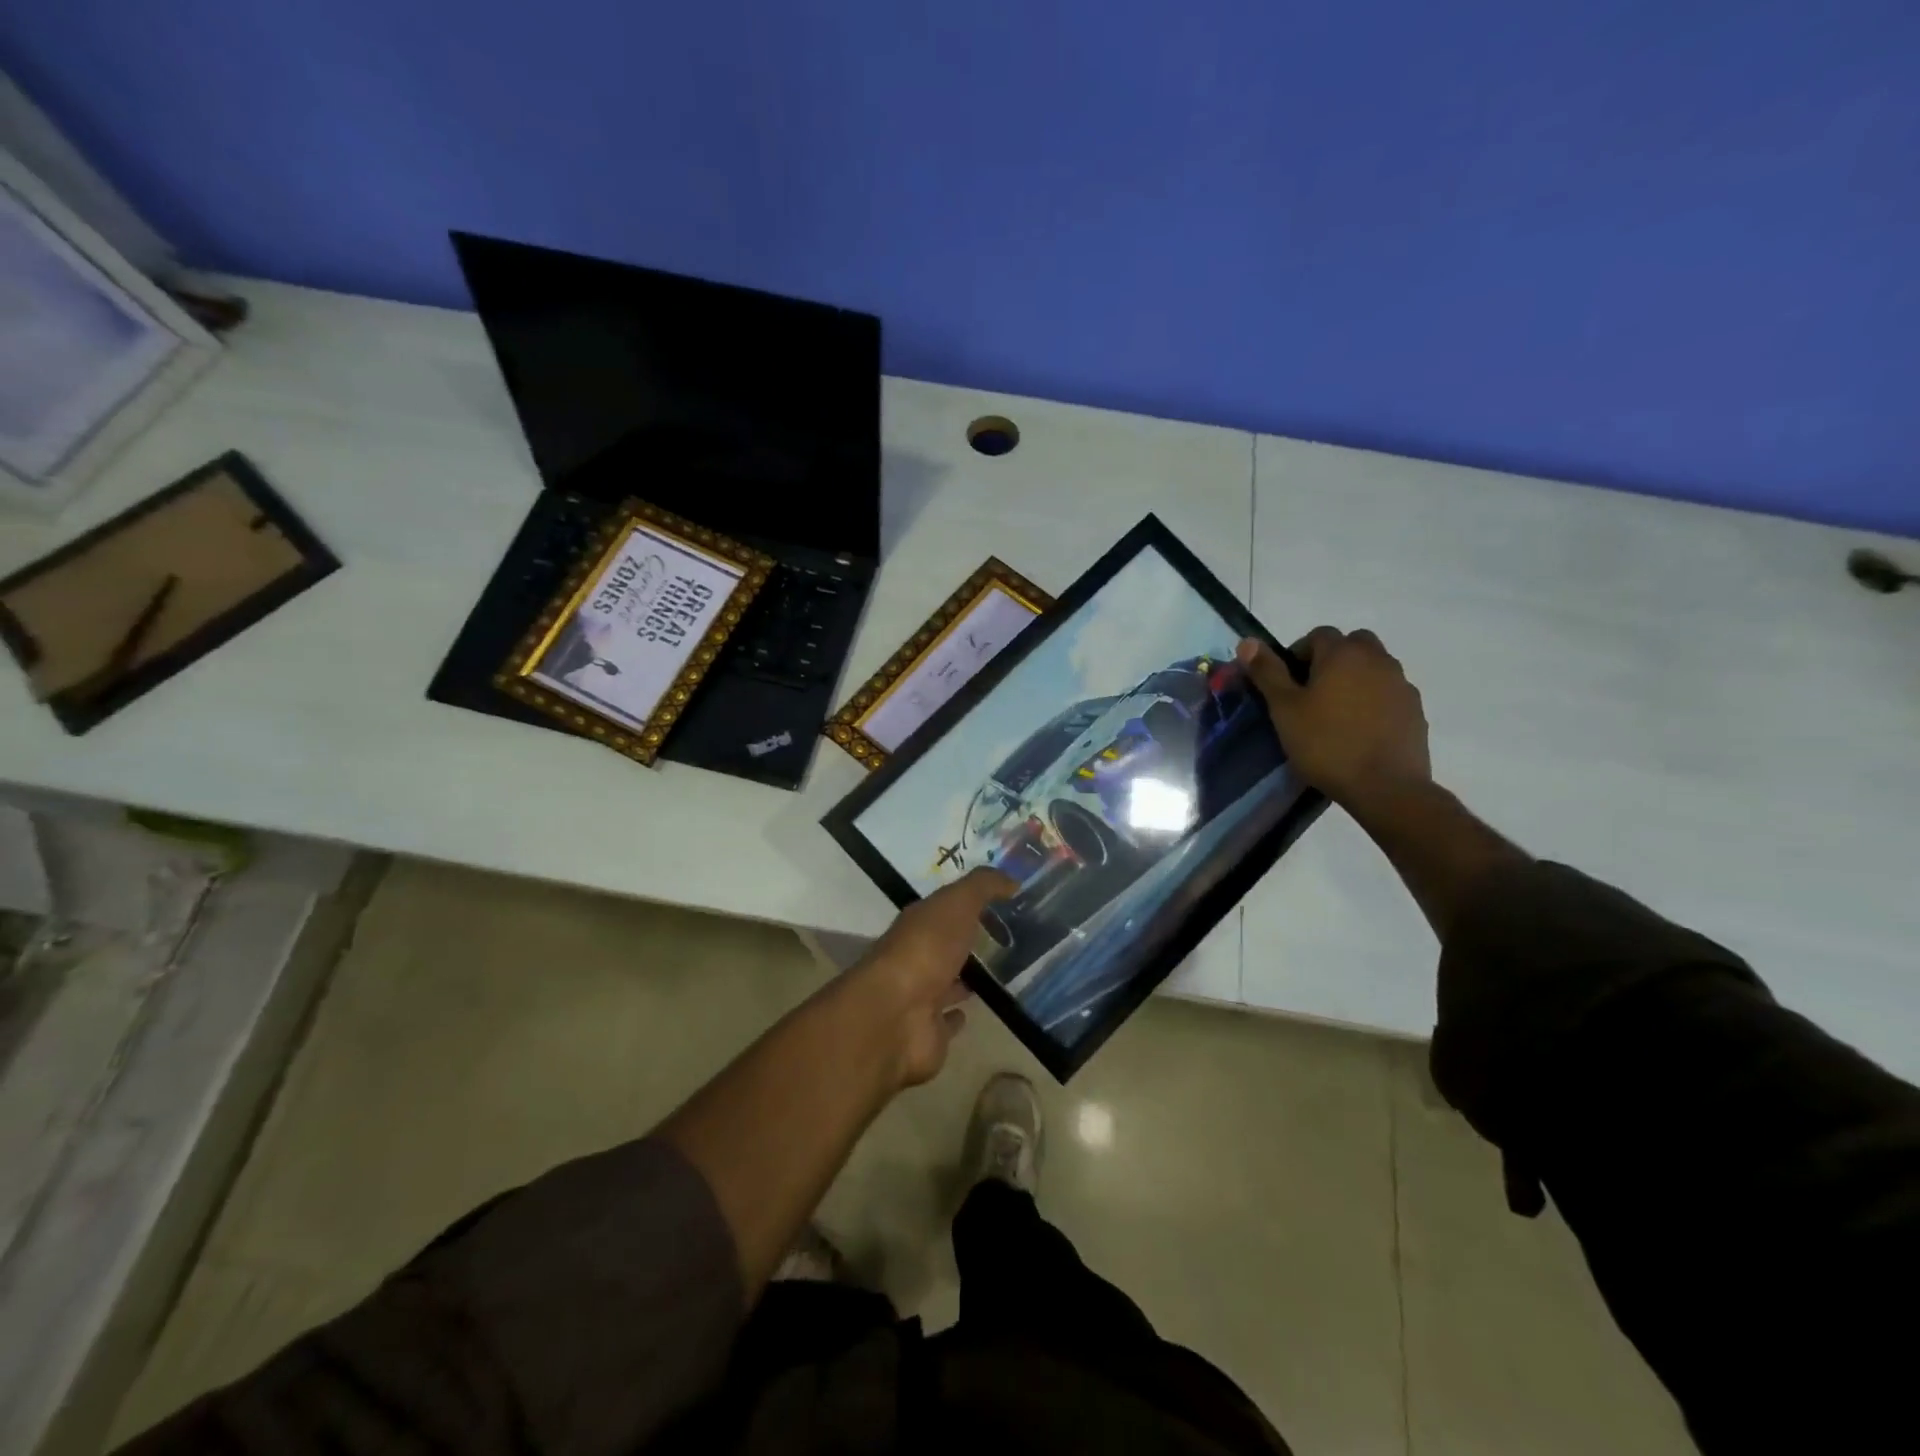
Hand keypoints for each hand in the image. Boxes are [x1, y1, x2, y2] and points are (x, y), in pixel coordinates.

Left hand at [843, 868, 1015, 1088]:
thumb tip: (1012, 880)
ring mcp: (921, 997)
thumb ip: (983, 887)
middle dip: (968, 942)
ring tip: (1002, 974)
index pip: (946, 909)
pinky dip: (958, 1016)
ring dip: (965, 979)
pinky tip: (975, 1011)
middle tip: (1008, 939)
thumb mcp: (956, 904)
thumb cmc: (926, 950)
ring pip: (947, 983)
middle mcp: (917, 957)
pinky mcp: (930, 1032)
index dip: (971, 904)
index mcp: (919, 924)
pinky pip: (947, 1021)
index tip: (1005, 902)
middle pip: (946, 946)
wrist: (896, 1015)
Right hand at [1236, 629, 1430, 809]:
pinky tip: (1359, 731)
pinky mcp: (1415, 710)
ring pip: (1373, 668)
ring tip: (1336, 714)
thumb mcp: (1284, 709)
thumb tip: (1248, 642)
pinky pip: (1388, 693)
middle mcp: (1378, 659)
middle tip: (1312, 693)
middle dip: (1331, 660)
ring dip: (1354, 679)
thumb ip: (1267, 672)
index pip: (1318, 635)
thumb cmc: (1326, 744)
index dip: (1298, 653)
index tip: (1287, 683)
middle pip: (1352, 645)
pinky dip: (1373, 701)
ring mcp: (1401, 684)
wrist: (1385, 787)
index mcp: (1343, 654)